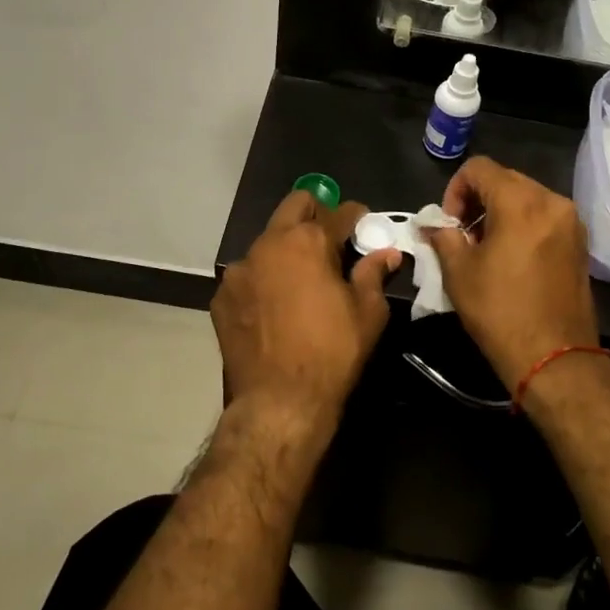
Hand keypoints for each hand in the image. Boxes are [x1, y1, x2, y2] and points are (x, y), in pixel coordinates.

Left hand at [211, 192, 401, 435]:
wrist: (278, 402)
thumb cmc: (332, 353)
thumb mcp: (368, 313)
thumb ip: (374, 274)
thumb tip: (387, 254)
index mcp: (308, 241)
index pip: (339, 212)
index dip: (356, 216)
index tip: (365, 225)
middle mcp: (269, 244)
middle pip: (295, 206)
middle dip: (316, 213)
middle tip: (332, 238)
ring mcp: (239, 269)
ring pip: (268, 241)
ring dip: (287, 248)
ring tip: (301, 278)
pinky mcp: (222, 296)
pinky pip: (248, 274)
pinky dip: (264, 279)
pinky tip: (274, 306)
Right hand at [427, 157, 599, 390]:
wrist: (555, 358)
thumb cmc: (500, 311)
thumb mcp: (459, 272)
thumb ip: (443, 236)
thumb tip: (433, 225)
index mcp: (520, 202)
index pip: (479, 168)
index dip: (455, 190)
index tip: (450, 223)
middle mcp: (551, 201)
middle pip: (505, 179)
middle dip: (478, 200)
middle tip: (463, 235)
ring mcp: (571, 222)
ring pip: (526, 197)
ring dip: (501, 212)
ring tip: (486, 248)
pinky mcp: (580, 242)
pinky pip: (544, 217)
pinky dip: (523, 224)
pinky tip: (511, 257)